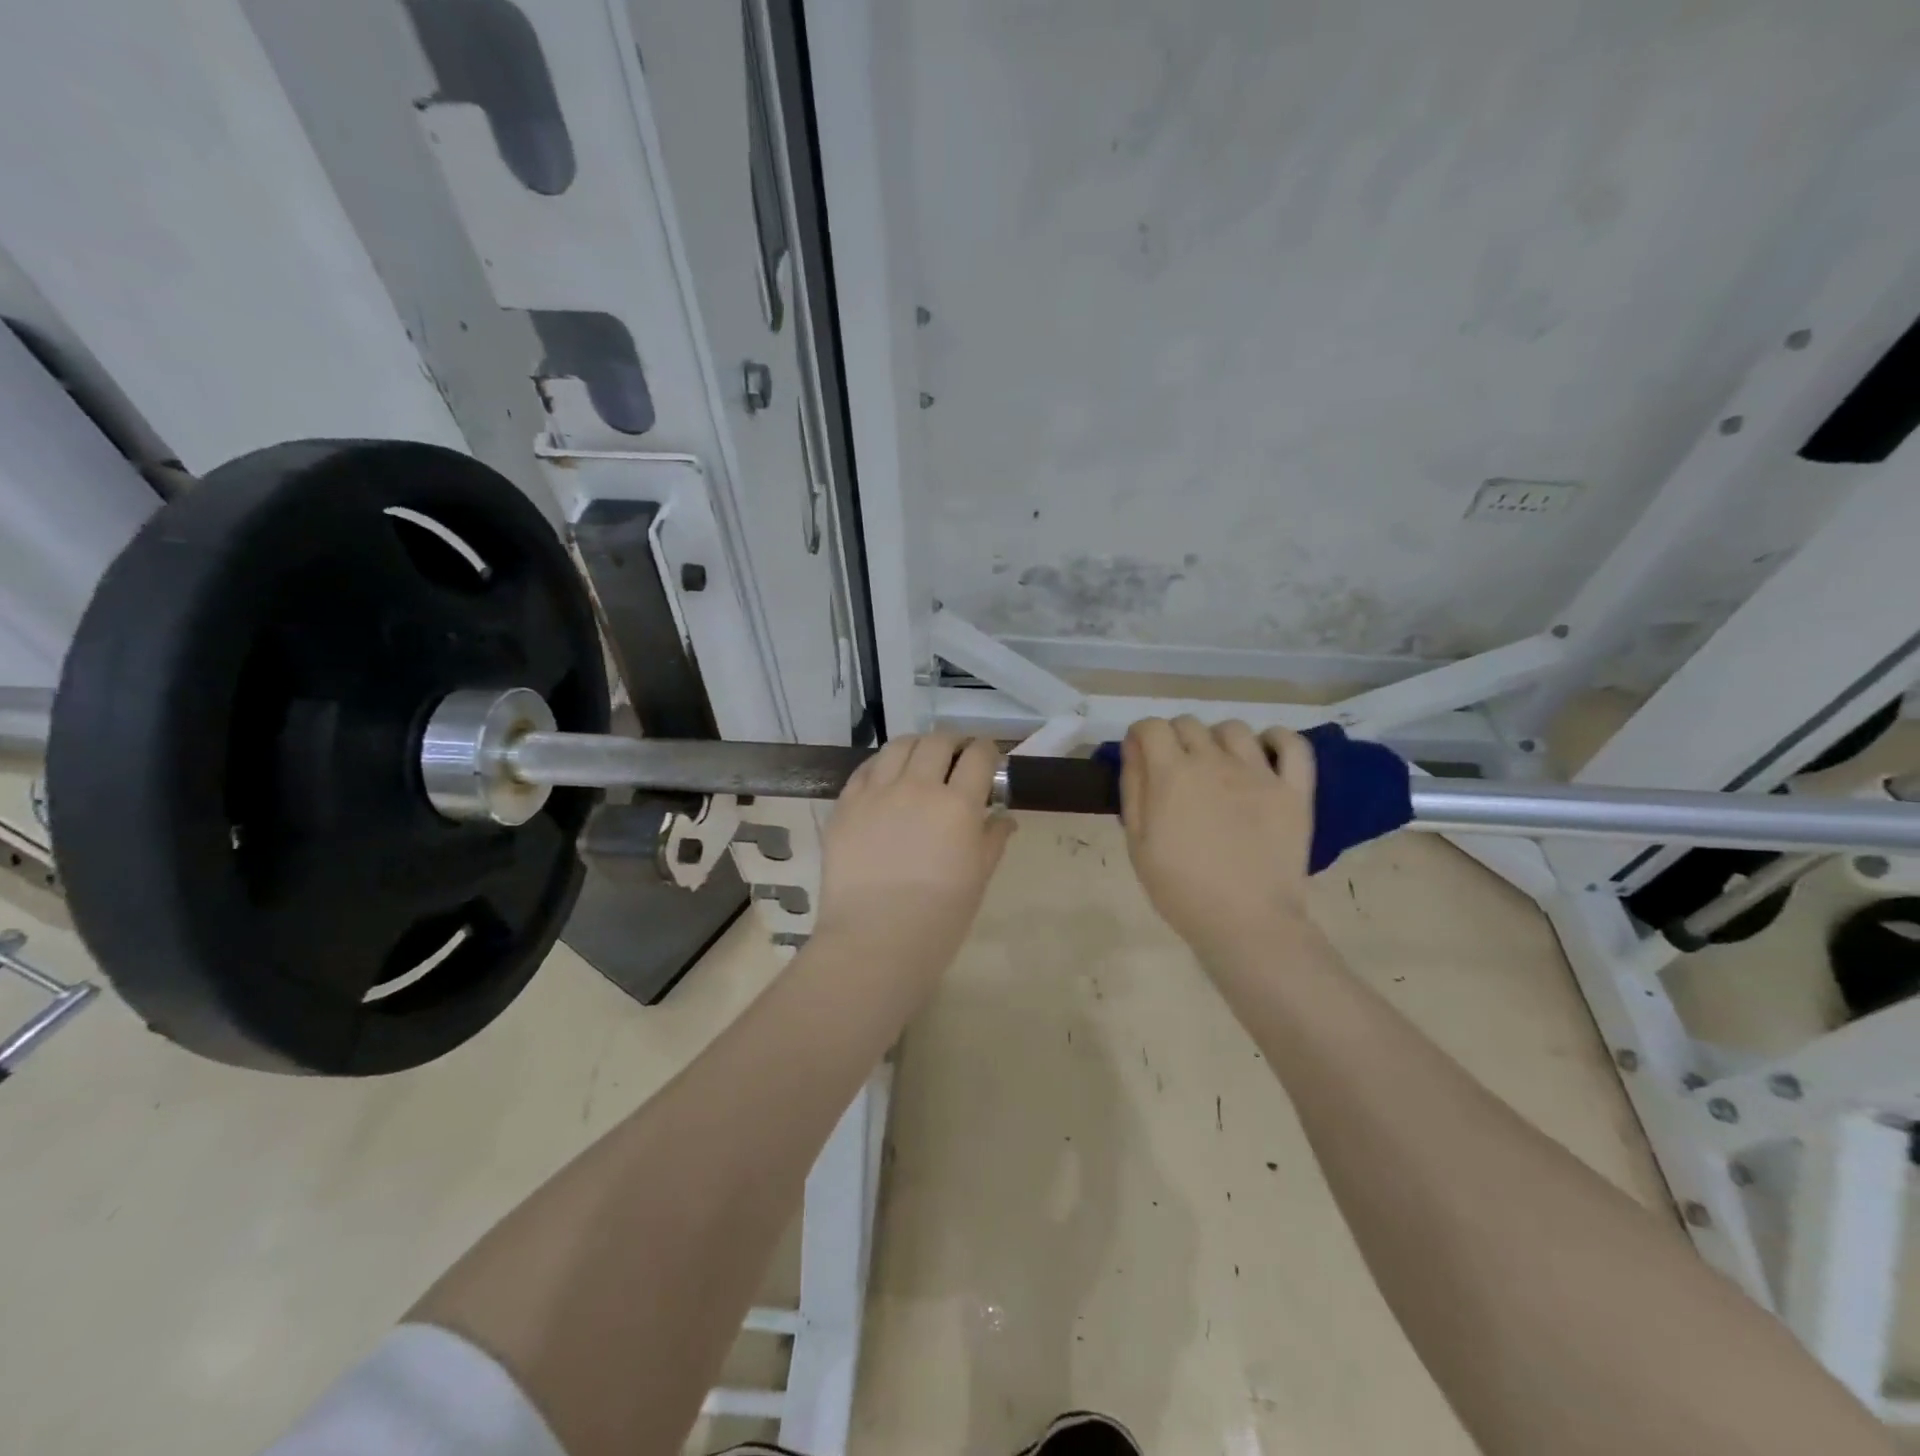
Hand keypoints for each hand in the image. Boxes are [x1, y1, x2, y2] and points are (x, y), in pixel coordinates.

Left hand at [814, 732, 1015, 974]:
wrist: (875, 941)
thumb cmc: (939, 918)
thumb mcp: (978, 878)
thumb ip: (992, 839)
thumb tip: (1002, 817)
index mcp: (957, 805)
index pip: (978, 756)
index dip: (987, 751)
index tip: (987, 759)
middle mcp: (917, 787)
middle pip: (938, 741)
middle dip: (953, 742)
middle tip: (956, 757)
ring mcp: (876, 793)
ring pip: (899, 746)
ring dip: (917, 746)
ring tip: (920, 760)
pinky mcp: (845, 805)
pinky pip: (865, 769)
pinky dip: (882, 765)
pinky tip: (886, 778)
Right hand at [1120, 716, 1316, 959]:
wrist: (1246, 922)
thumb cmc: (1180, 888)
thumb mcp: (1138, 842)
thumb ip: (1134, 788)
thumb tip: (1134, 747)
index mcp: (1172, 774)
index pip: (1151, 727)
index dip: (1141, 736)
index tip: (1140, 755)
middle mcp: (1214, 761)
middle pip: (1189, 723)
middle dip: (1174, 738)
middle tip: (1174, 769)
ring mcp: (1259, 772)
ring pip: (1233, 729)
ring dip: (1216, 739)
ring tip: (1216, 765)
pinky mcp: (1293, 790)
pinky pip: (1292, 745)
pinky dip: (1276, 739)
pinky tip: (1264, 751)